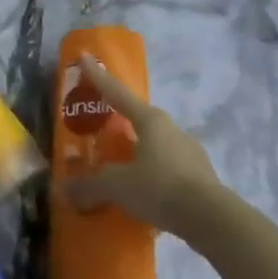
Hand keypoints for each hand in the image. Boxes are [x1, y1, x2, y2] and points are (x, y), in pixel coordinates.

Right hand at [64, 55, 225, 240]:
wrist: (214, 222)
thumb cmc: (160, 187)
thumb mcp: (117, 186)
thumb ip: (89, 185)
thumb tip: (63, 190)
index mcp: (150, 120)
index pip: (116, 92)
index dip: (97, 76)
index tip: (85, 57)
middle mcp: (171, 129)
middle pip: (139, 118)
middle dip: (119, 119)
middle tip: (100, 124)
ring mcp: (190, 153)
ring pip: (155, 145)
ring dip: (137, 150)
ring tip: (120, 166)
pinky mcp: (201, 177)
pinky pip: (168, 168)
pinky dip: (152, 174)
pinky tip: (143, 192)